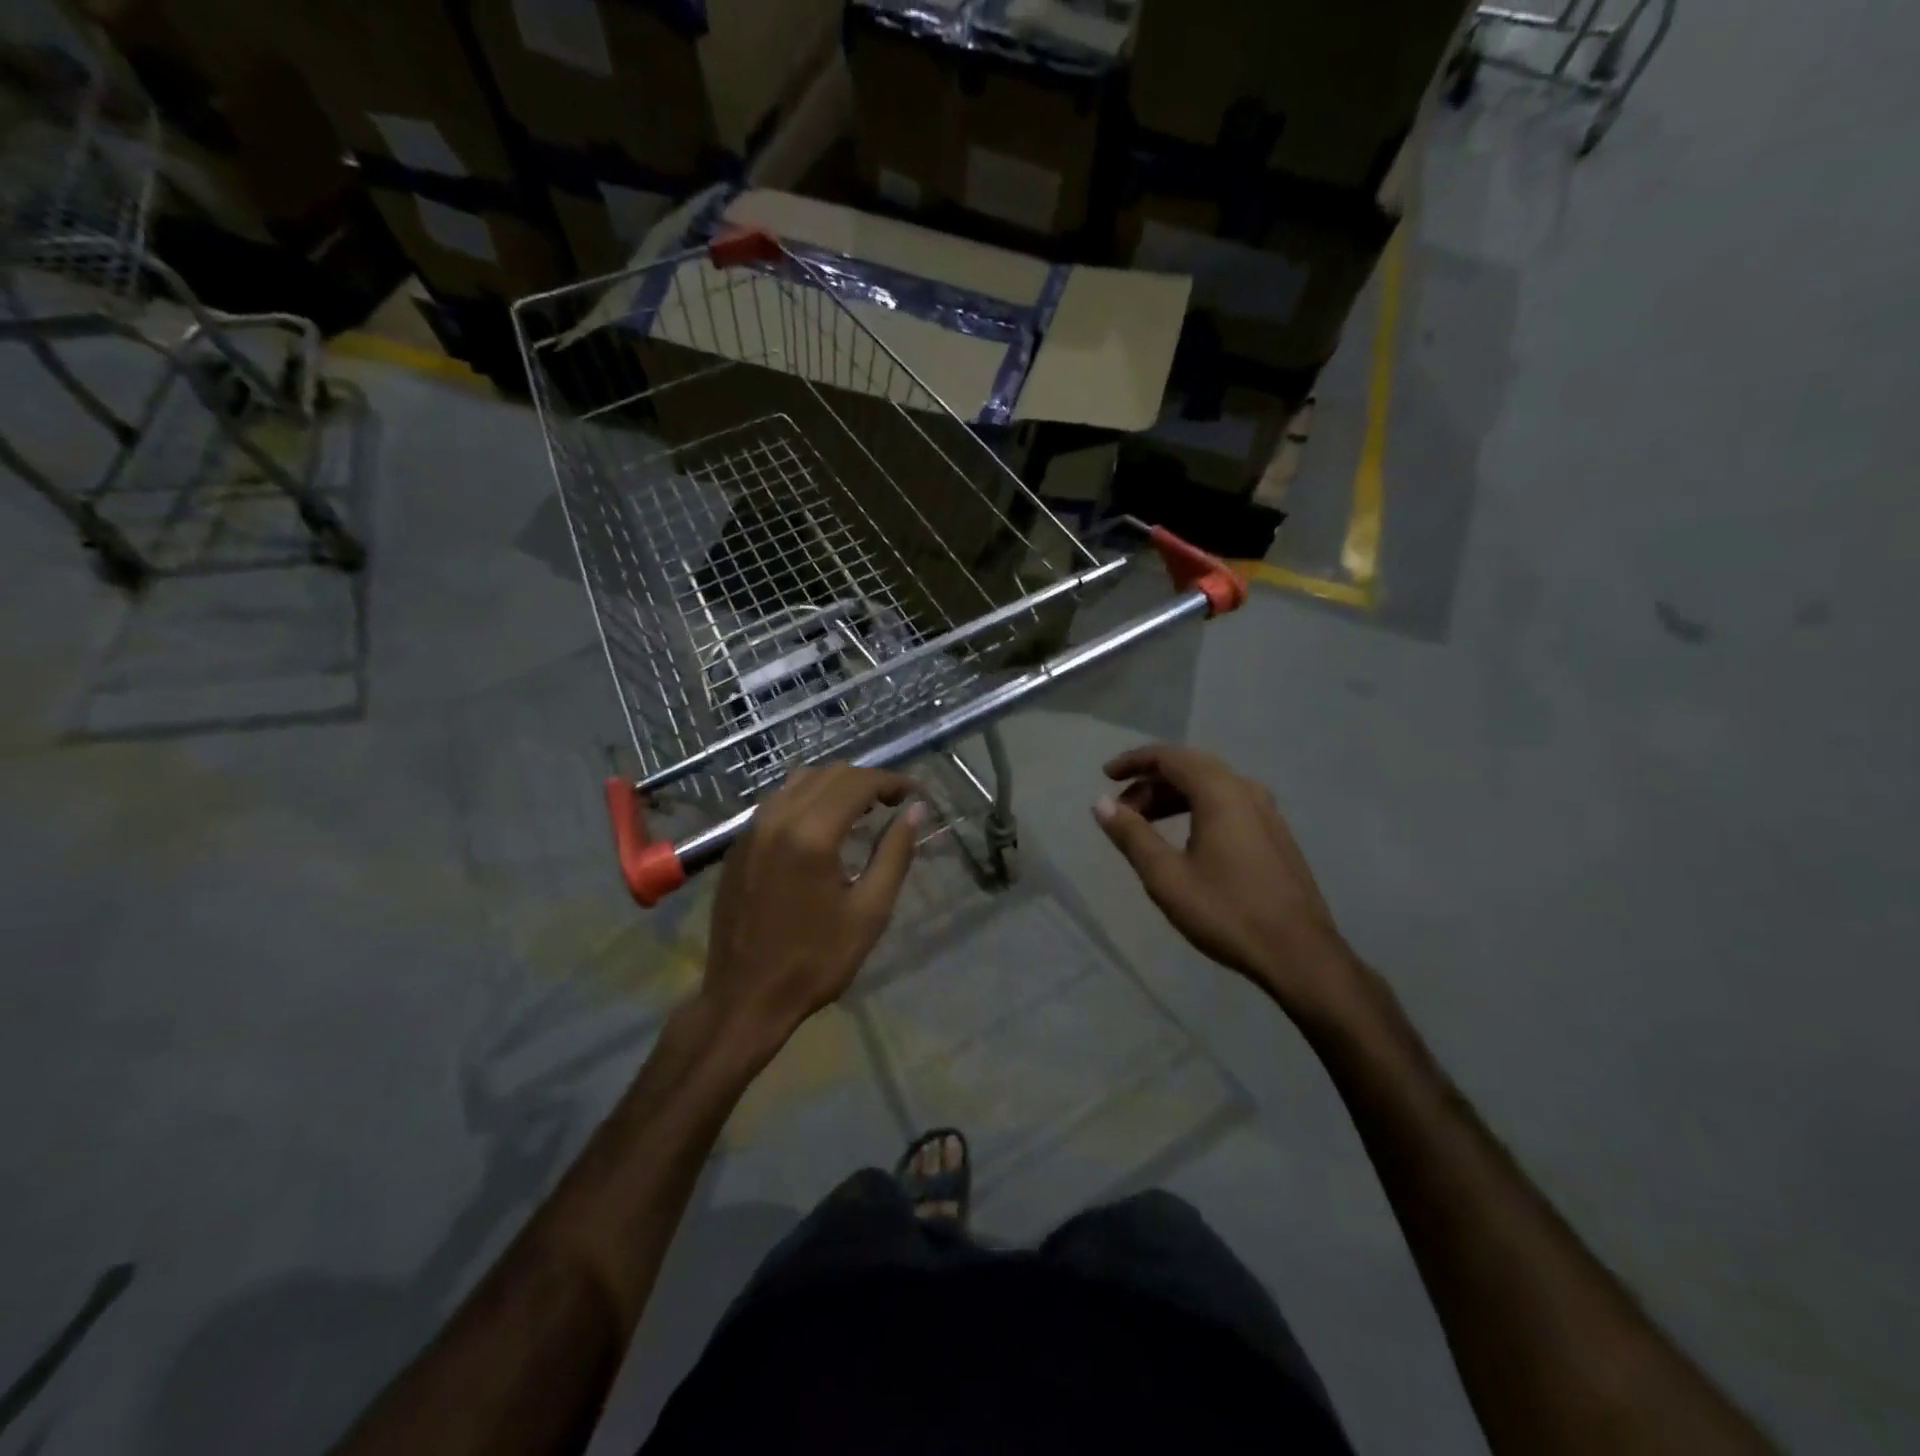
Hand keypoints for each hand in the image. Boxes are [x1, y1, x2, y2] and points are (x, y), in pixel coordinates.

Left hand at [701, 763, 923, 1051]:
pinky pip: (777, 801)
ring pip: (799, 781)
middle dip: (866, 780)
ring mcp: (752, 830)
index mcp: (812, 835)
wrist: (745, 998)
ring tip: (862, 809)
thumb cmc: (816, 960)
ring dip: (835, 785)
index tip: (914, 793)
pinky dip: (807, 798)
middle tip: (894, 802)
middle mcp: (777, 819)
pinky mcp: (739, 845)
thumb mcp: (869, 911)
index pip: (857, 783)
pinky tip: (823, 824)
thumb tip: (915, 810)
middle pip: (829, 775)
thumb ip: (895, 853)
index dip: (891, 781)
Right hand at [1094, 744, 1358, 1019]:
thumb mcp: (1166, 876)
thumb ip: (1132, 835)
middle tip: (1122, 808)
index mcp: (1220, 793)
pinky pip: (1227, 803)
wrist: (1299, 953)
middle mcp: (1246, 790)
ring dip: (1173, 796)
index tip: (1106, 776)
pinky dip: (1196, 807)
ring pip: (1210, 786)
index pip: (1170, 757)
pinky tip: (1184, 837)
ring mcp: (1266, 811)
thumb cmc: (1227, 911)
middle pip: (1190, 767)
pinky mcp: (1274, 833)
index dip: (1134, 762)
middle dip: (1151, 781)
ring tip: (1144, 824)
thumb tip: (1101, 803)